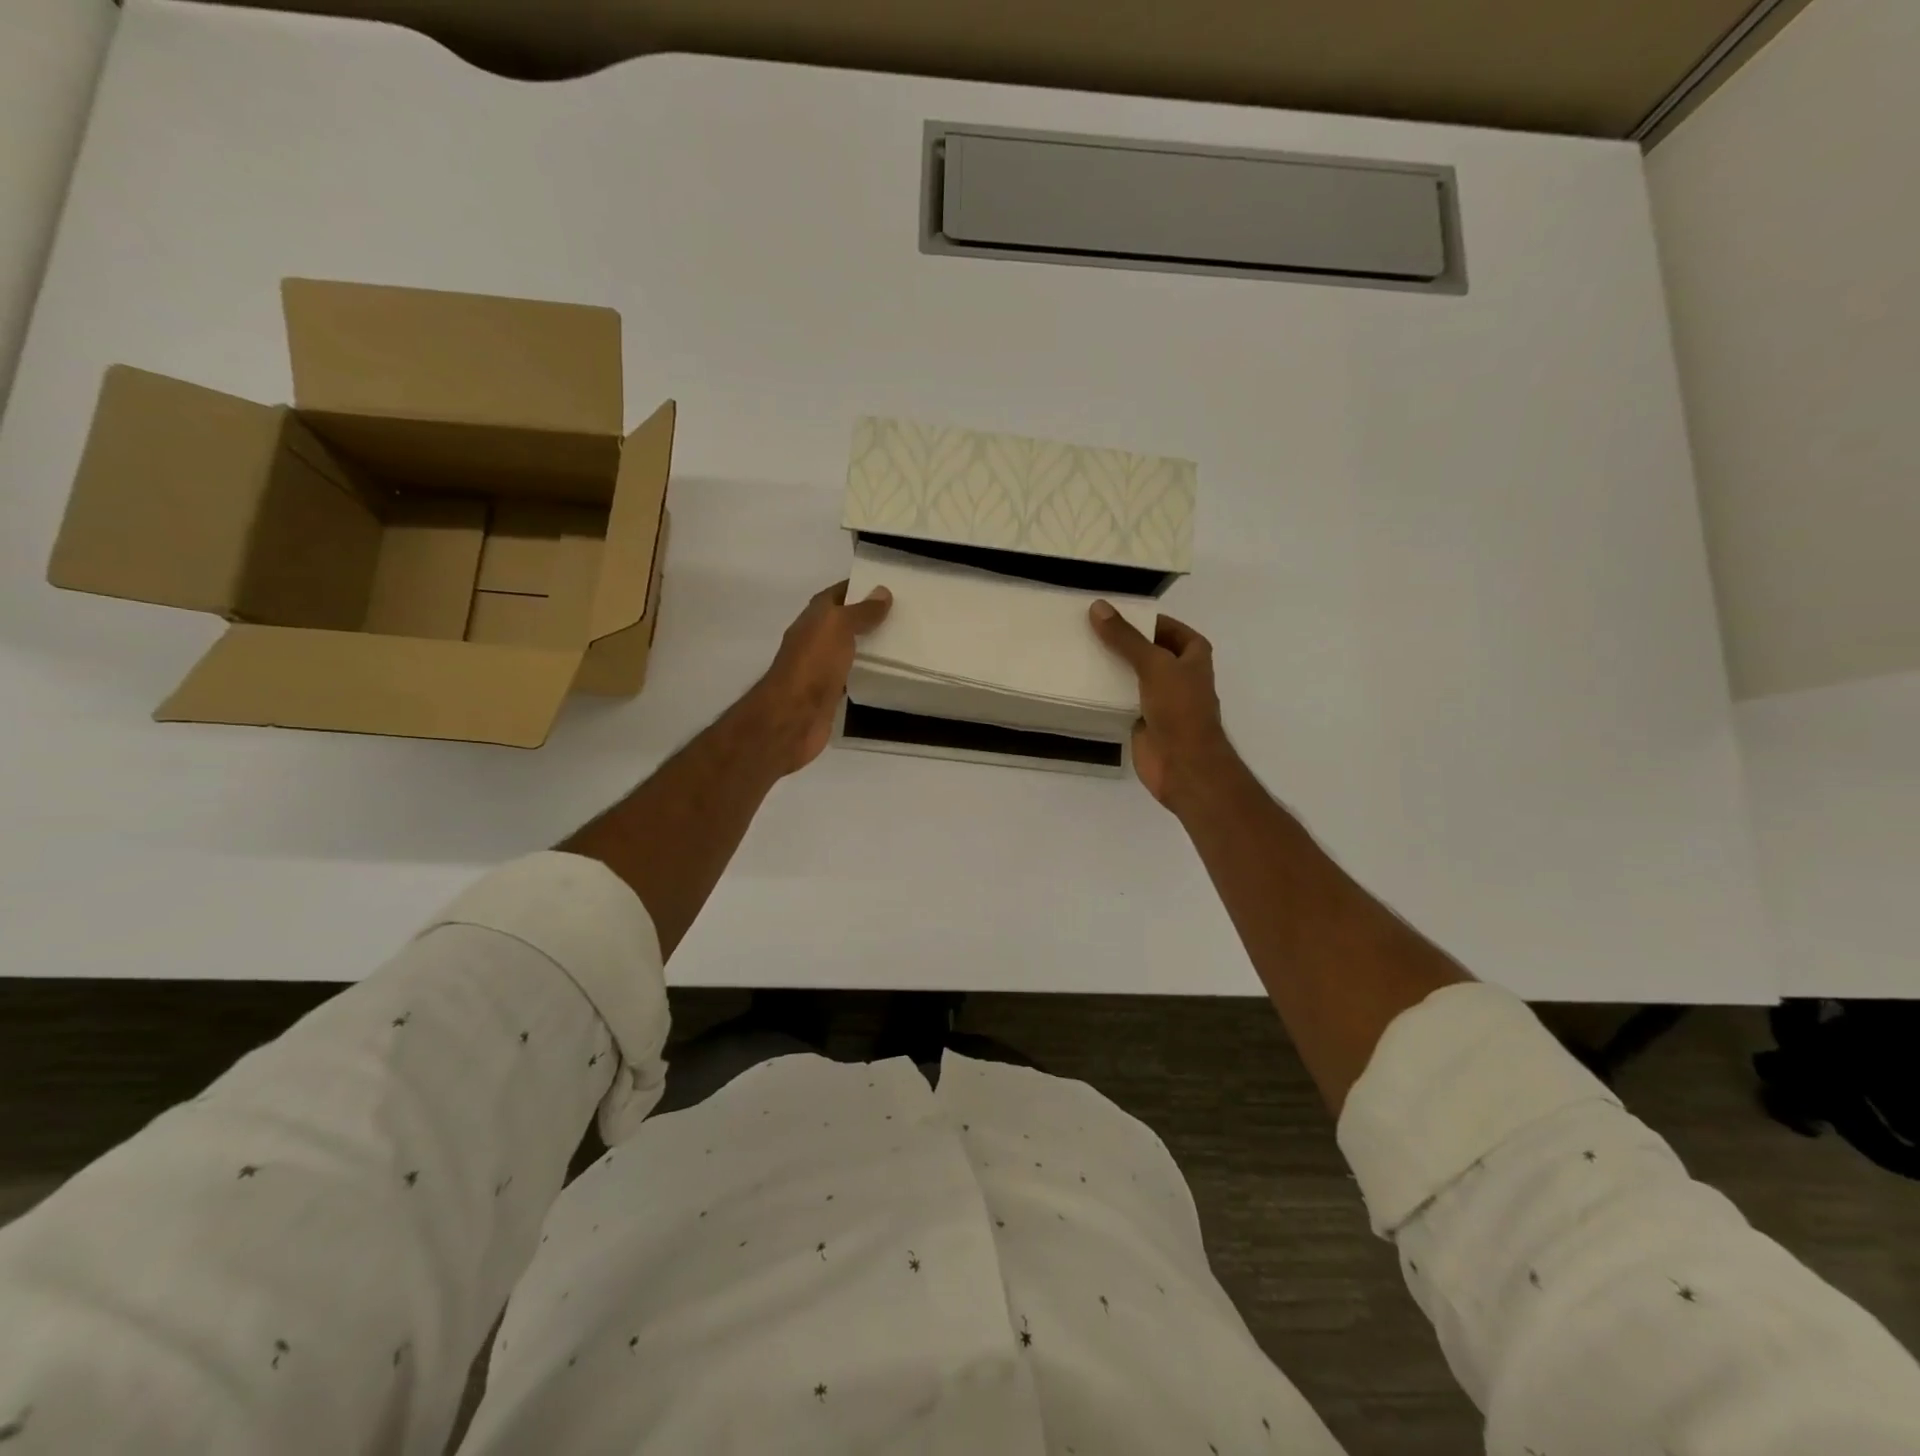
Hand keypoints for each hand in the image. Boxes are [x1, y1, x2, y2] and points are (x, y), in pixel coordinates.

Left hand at [745, 580, 891, 776]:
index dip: (859, 588)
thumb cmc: (813, 664)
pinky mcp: (829, 693)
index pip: (837, 594)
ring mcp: (821, 667)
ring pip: (849, 649)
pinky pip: (851, 675)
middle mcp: (815, 639)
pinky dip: (866, 671)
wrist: (793, 716)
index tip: (889, 587)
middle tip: (904, 614)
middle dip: (869, 616)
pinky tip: (887, 672)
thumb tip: (882, 591)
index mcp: (814, 618)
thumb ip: (860, 611)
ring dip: (869, 644)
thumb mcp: (838, 627)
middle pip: (844, 621)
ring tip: (902, 640)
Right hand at [1089, 602, 1232, 809]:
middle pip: (1148, 651)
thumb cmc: (1179, 709)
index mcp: (1193, 657)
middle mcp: (1180, 675)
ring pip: (1134, 676)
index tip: (1115, 614)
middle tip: (1090, 630)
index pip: (1168, 628)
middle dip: (1124, 643)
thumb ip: (1126, 637)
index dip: (1147, 620)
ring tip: (1081, 652)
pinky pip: (1122, 700)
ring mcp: (1162, 700)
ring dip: (1113, 668)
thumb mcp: (1153, 664)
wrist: (1183, 764)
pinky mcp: (1143, 721)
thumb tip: (1098, 607)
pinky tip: (1083, 683)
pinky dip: (1107, 694)